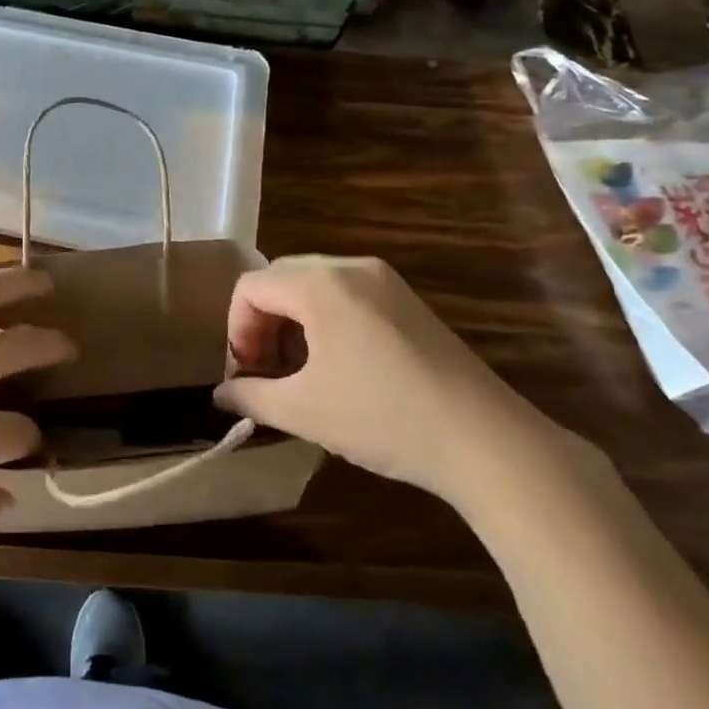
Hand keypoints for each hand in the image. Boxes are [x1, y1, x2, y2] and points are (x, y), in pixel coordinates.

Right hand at [216, 255, 566, 504]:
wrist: (487, 441)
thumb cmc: (383, 418)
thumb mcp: (304, 411)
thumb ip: (251, 396)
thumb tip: (220, 395)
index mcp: (319, 284)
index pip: (250, 287)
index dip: (236, 330)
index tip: (248, 374)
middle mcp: (350, 267)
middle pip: (280, 279)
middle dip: (262, 323)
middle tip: (268, 372)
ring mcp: (385, 281)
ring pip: (314, 285)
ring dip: (293, 322)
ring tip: (301, 372)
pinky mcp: (408, 301)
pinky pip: (347, 294)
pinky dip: (325, 320)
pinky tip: (340, 366)